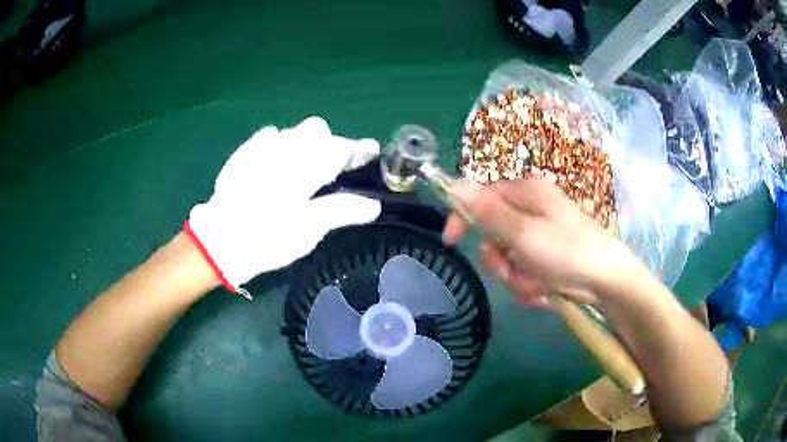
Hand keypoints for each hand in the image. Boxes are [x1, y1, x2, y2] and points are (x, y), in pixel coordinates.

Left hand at [186, 117, 381, 293]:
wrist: (220, 240)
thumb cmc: (268, 237)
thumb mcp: (310, 229)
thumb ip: (342, 210)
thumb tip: (373, 206)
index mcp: (306, 165)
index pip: (340, 148)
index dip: (358, 149)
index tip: (372, 150)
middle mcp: (285, 148)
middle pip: (317, 129)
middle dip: (329, 143)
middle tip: (332, 169)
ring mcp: (261, 148)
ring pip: (293, 132)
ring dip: (305, 145)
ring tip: (303, 169)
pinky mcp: (243, 154)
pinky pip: (269, 137)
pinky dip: (280, 145)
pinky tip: (276, 163)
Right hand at [443, 178, 638, 306]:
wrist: (608, 282)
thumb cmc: (568, 252)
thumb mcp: (524, 234)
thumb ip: (488, 212)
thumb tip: (455, 186)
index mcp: (527, 193)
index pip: (482, 197)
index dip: (464, 217)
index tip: (451, 241)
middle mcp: (533, 209)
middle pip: (494, 233)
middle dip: (501, 260)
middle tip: (512, 270)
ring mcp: (542, 235)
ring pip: (509, 258)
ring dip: (518, 277)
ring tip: (539, 284)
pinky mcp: (549, 257)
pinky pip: (525, 271)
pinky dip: (531, 284)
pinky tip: (548, 290)